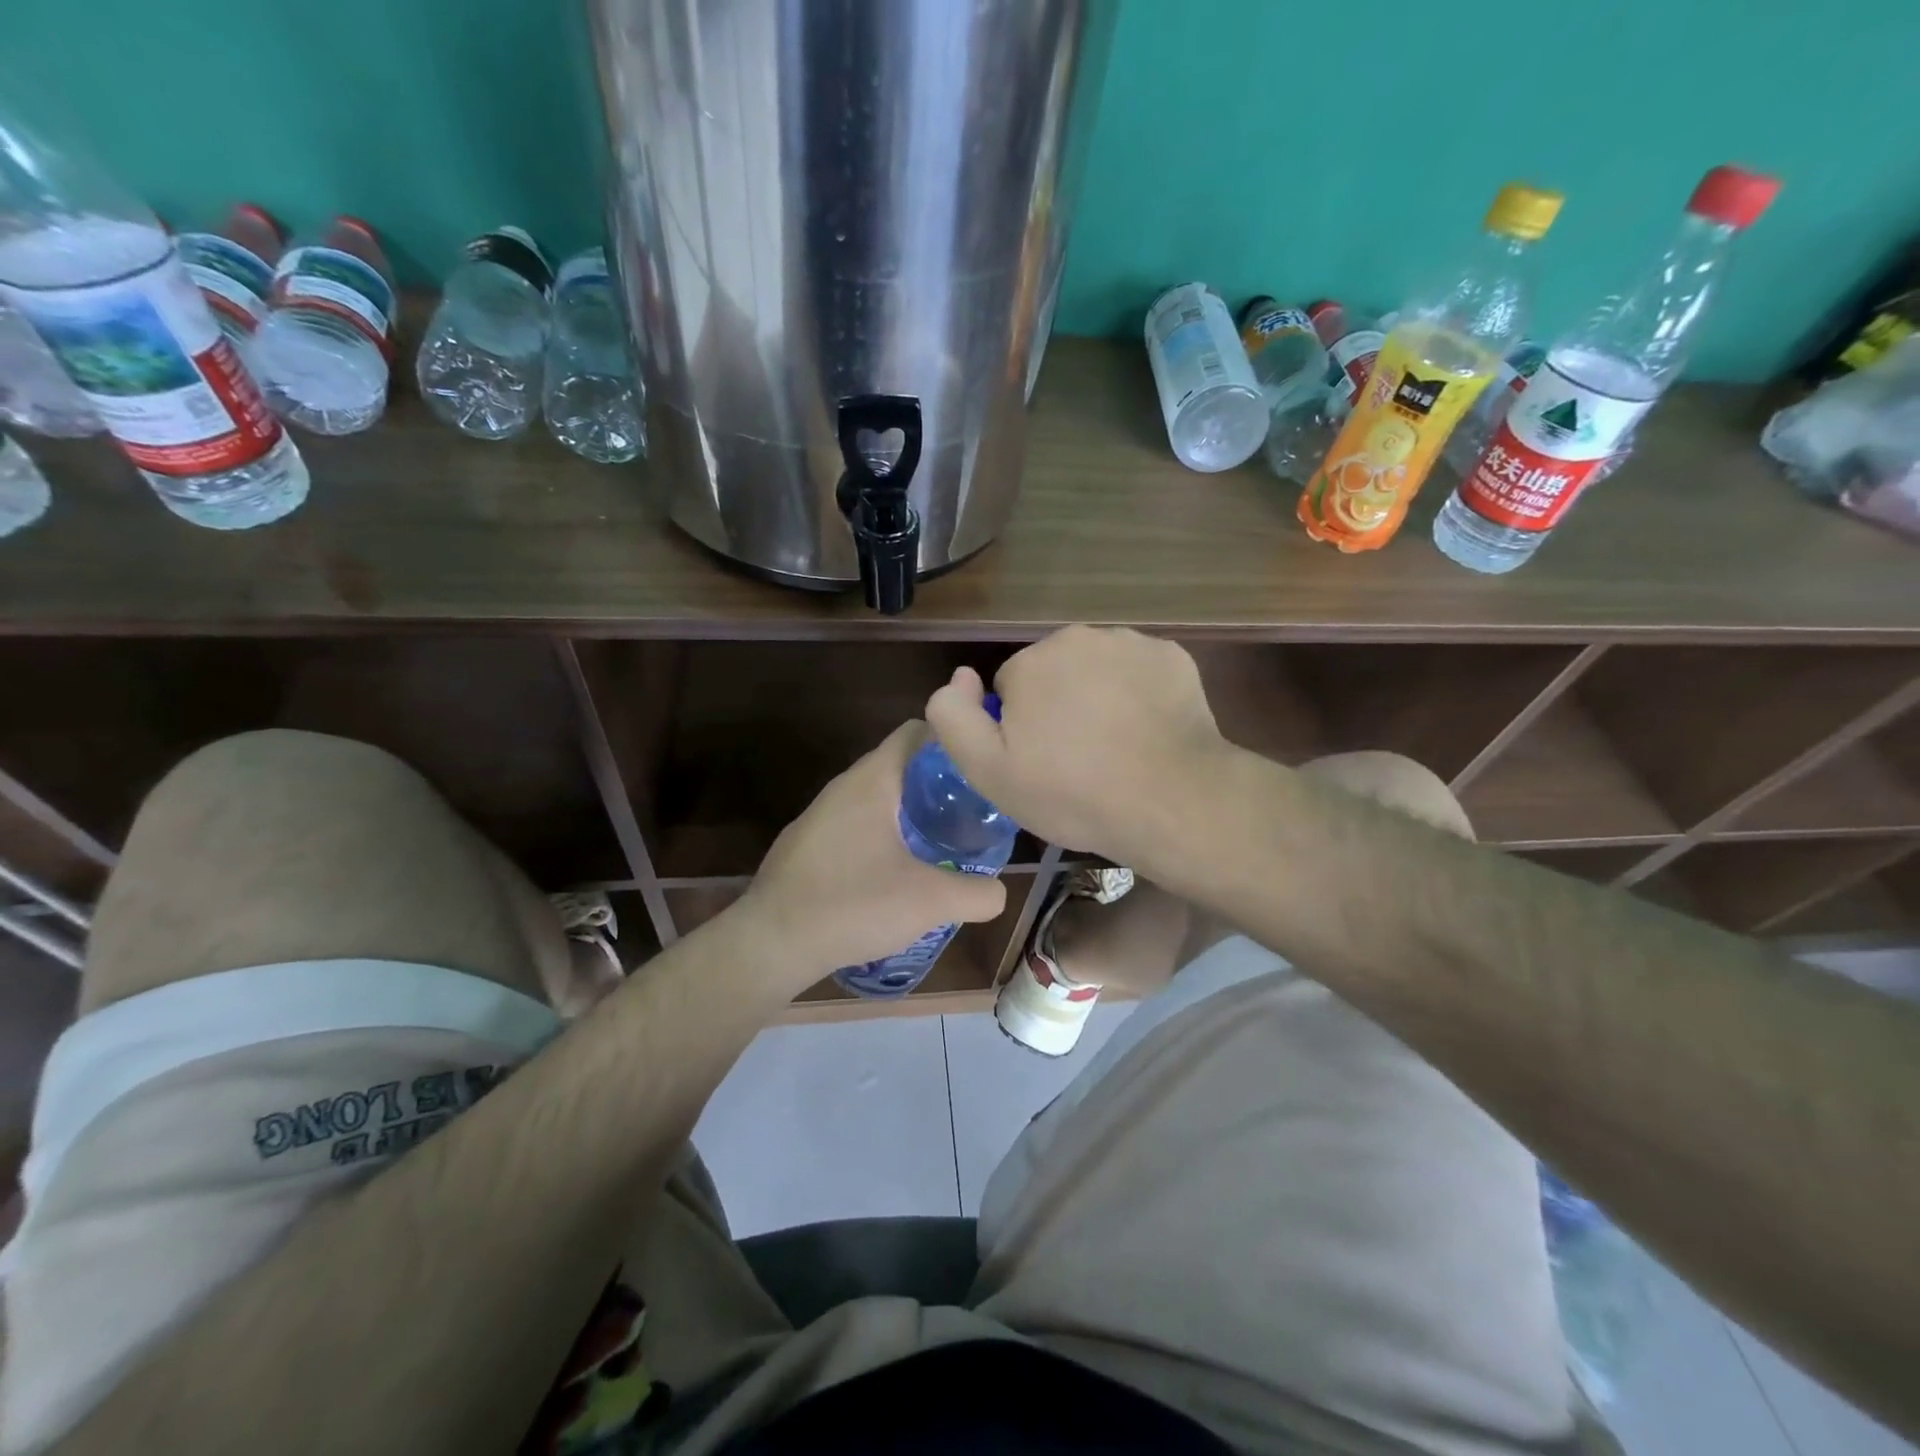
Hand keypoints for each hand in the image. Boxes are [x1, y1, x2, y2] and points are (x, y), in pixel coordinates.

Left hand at [737, 722, 1007, 987]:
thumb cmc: (853, 905)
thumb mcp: (931, 901)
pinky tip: (898, 871)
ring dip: (911, 812)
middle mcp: (843, 786)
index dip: (954, 740)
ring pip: (878, 796)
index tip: (982, 767)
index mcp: (872, 780)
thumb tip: (1000, 891)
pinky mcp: (808, 844)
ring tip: (944, 843)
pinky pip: (857, 823)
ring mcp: (821, 815)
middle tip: (973, 812)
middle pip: (901, 765)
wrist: (771, 943)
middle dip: (939, 783)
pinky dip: (884, 833)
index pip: (918, 731)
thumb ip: (978, 893)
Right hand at [926, 626, 1230, 864]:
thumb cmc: (1072, 791)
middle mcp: (1079, 637)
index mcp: (1031, 661)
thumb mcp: (988, 770)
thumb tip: (959, 678)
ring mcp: (1132, 643)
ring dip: (1098, 699)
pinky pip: (1139, 673)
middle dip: (1057, 706)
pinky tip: (1147, 734)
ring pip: (1098, 670)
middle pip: (1054, 673)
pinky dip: (1138, 695)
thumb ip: (953, 716)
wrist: (1171, 800)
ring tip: (1115, 751)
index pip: (1009, 689)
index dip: (1018, 729)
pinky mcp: (1173, 658)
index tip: (1039, 764)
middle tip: (1076, 761)